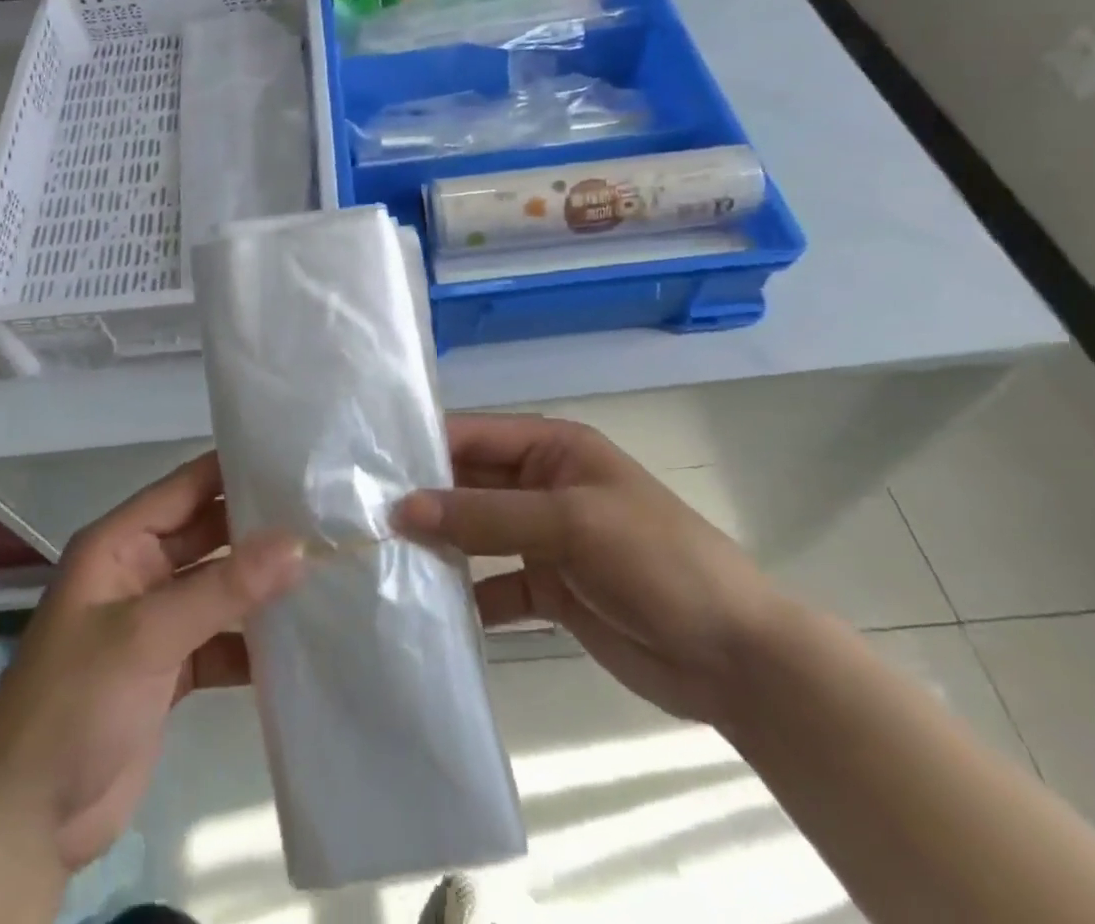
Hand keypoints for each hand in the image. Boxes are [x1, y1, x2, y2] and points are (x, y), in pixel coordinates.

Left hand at [0, 454, 302, 871]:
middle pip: (207, 535)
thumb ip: (224, 588)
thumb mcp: (149, 635)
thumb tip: (297, 543)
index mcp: (119, 544)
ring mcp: (154, 623)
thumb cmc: (76, 702)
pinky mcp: (169, 670)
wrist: (26, 822)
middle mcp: (138, 572)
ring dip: (260, 587)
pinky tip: (297, 643)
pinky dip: (251, 643)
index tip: (295, 463)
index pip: (185, 487)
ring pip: (217, 588)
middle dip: (258, 530)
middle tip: (323, 518)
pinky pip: (219, 640)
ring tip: (324, 572)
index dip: (235, 471)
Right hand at [394, 413, 790, 725]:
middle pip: (468, 484)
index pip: (472, 435)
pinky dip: (466, 597)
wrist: (737, 660)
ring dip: (438, 549)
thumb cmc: (656, 562)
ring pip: (475, 535)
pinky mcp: (549, 590)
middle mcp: (542, 485)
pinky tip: (429, 613)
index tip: (363, 469)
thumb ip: (484, 515)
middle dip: (422, 500)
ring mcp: (544, 539)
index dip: (422, 448)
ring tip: (378, 562)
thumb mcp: (569, 523)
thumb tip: (401, 508)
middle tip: (358, 519)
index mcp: (552, 448)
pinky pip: (494, 585)